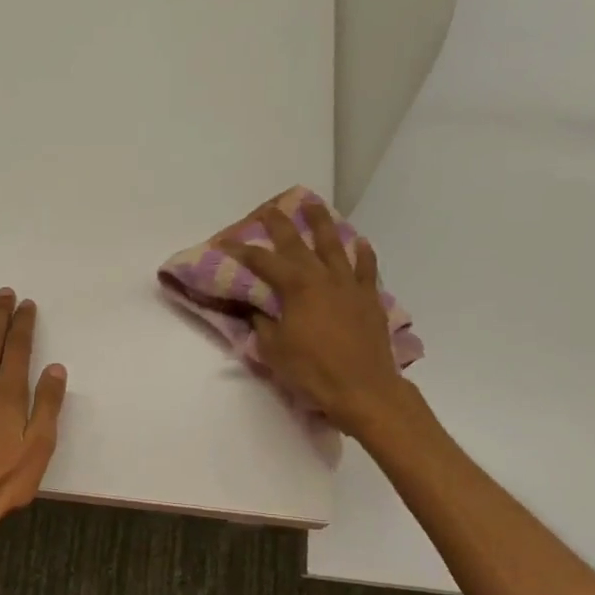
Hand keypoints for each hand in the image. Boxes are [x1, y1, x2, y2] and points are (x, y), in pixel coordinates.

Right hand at [225, 202, 406, 437]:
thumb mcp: (273, 350)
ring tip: (314, 205)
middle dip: (280, 224)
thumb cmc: (312, 371)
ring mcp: (350, 285)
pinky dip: (362, 253)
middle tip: (269, 208)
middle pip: (298, 243)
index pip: (262, 262)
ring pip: (335, 245)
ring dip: (322, 223)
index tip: (225, 242)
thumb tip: (258, 308)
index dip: (242, 251)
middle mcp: (323, 277)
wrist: (363, 389)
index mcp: (296, 287)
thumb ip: (263, 323)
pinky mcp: (369, 299)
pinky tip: (359, 242)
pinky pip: (366, 268)